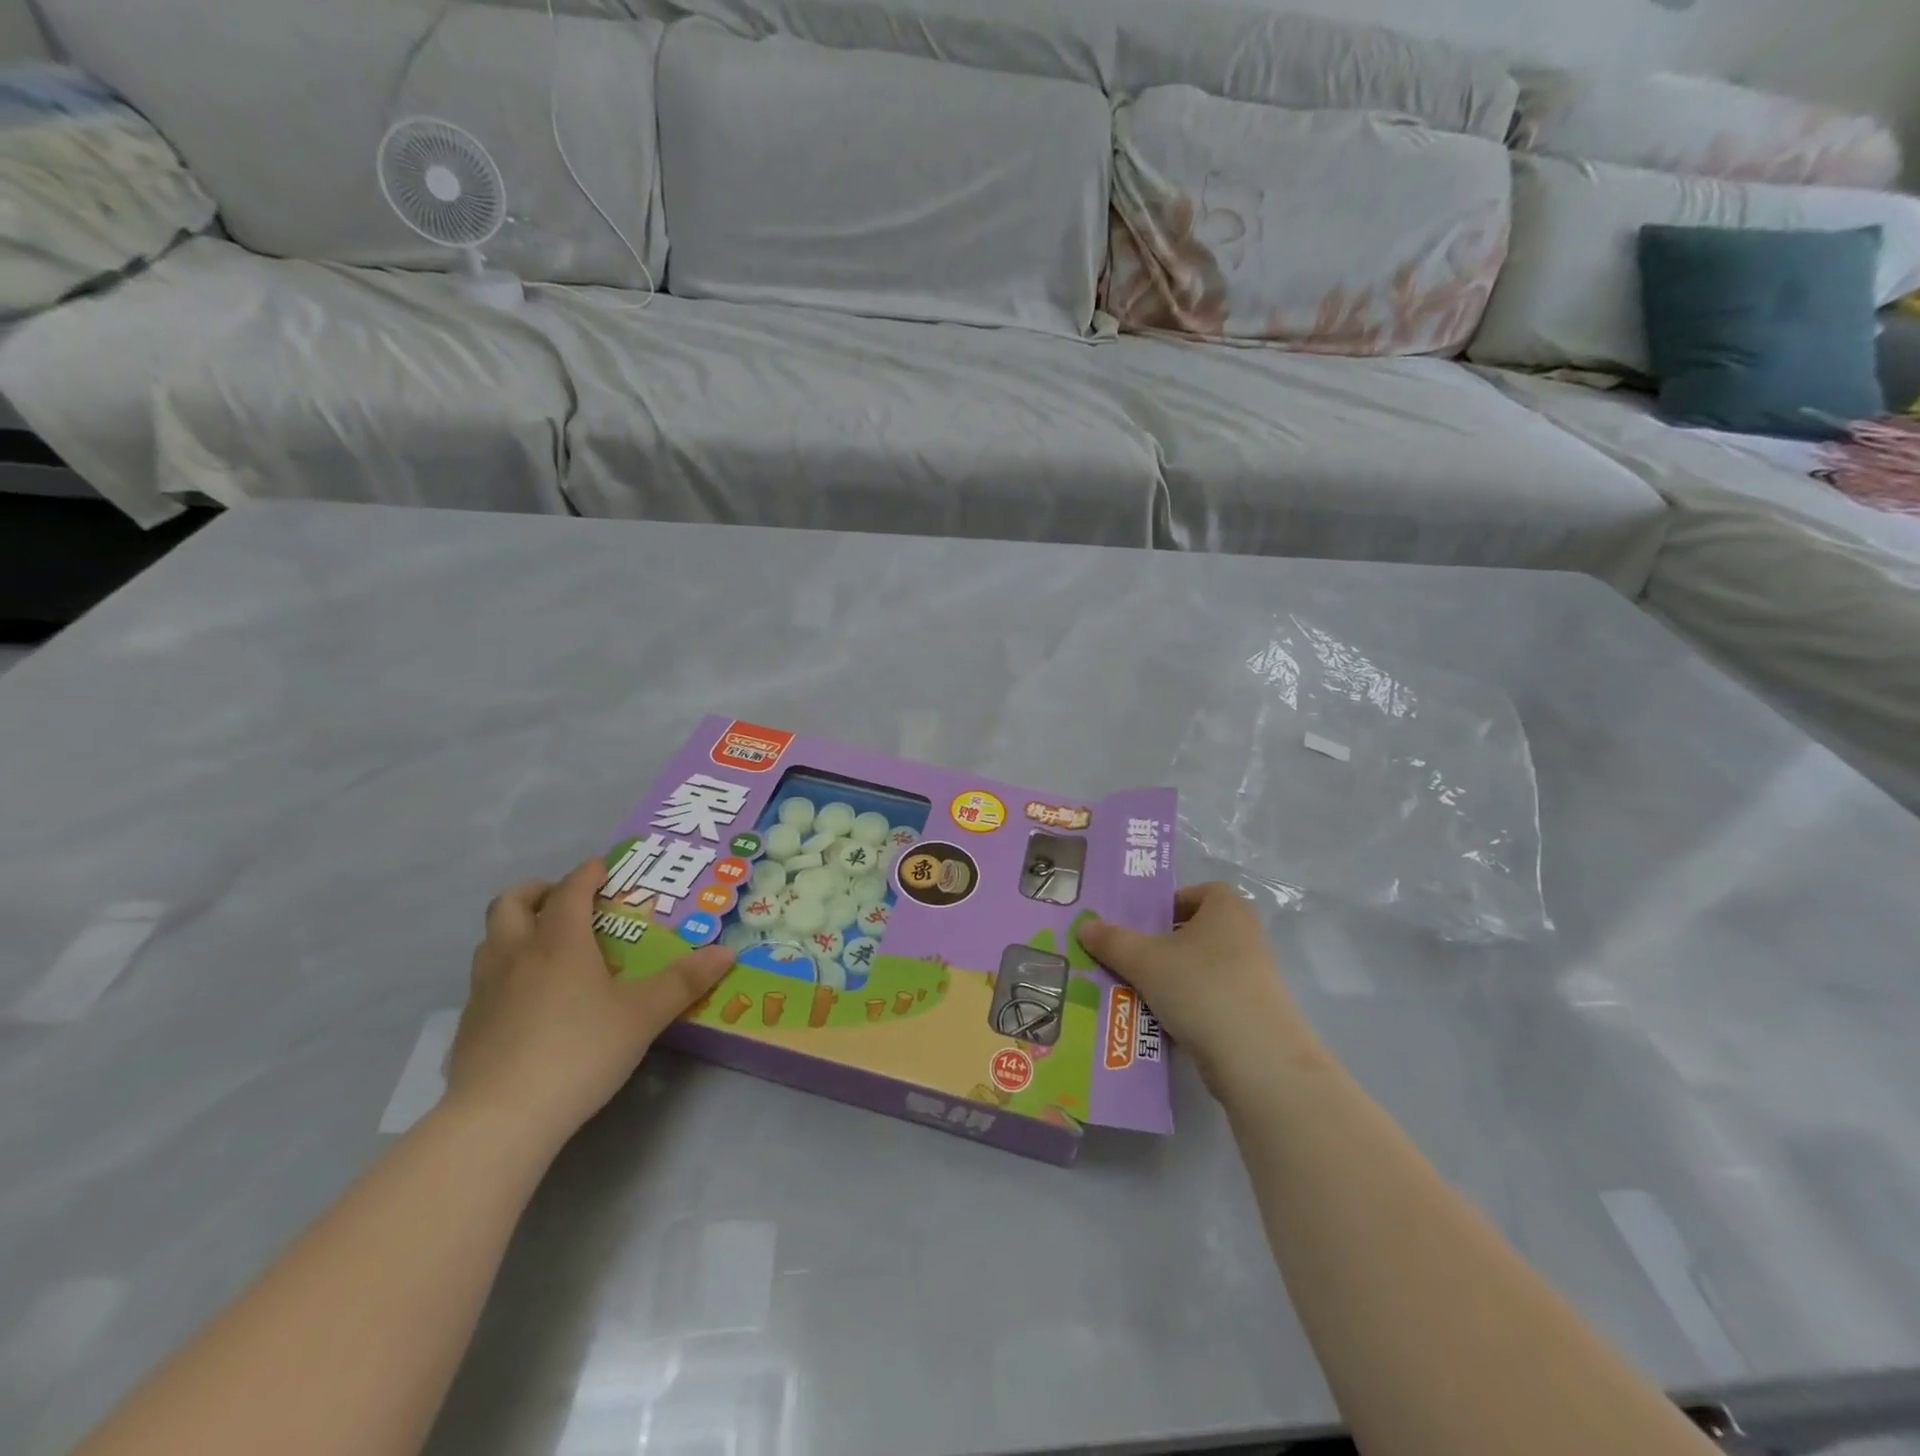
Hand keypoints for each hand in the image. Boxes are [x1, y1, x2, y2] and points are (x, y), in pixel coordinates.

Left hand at [448, 858, 734, 1145]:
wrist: (500, 1119)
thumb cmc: (580, 1051)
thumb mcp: (643, 1015)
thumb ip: (684, 981)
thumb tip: (727, 952)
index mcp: (559, 943)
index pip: (571, 890)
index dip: (587, 873)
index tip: (603, 867)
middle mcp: (516, 956)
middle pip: (511, 904)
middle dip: (537, 891)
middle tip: (564, 899)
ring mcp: (484, 992)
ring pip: (490, 940)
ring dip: (515, 929)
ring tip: (544, 945)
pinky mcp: (468, 1028)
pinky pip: (482, 981)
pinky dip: (504, 972)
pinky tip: (526, 1001)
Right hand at [1078, 882, 1314, 1091]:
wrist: (1257, 1059)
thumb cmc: (1200, 987)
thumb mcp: (1144, 959)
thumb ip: (1112, 940)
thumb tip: (1084, 925)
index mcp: (1227, 908)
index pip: (1198, 891)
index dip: (1169, 904)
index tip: (1141, 925)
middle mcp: (1245, 936)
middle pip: (1195, 931)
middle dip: (1161, 945)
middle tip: (1127, 958)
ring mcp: (1252, 977)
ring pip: (1200, 969)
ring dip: (1170, 978)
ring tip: (1134, 992)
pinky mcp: (1253, 1014)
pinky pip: (1210, 1000)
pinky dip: (1186, 1007)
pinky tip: (1159, 1022)